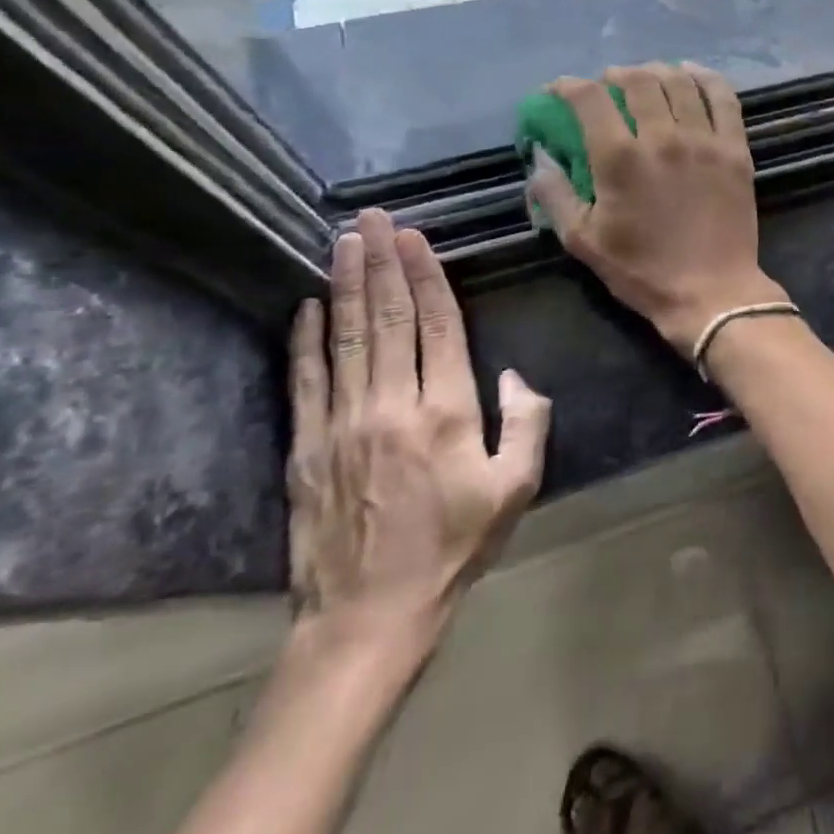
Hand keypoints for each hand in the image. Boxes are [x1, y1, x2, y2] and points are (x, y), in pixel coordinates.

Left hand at [287, 210, 551, 662]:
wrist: (369, 614)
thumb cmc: (456, 545)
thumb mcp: (518, 486)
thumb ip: (527, 421)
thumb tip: (514, 373)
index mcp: (447, 412)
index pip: (437, 326)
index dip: (428, 276)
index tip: (416, 237)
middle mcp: (392, 406)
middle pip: (387, 319)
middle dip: (382, 263)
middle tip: (373, 218)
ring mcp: (342, 425)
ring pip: (346, 339)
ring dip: (346, 285)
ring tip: (343, 242)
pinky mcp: (306, 448)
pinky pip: (305, 381)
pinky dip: (305, 340)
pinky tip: (307, 305)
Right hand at [526, 63, 787, 355]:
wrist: (711, 290)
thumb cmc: (642, 271)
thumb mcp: (582, 241)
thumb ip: (555, 195)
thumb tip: (540, 159)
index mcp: (620, 158)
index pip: (589, 98)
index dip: (567, 86)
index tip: (559, 91)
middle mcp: (663, 138)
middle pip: (637, 81)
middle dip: (614, 75)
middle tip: (607, 85)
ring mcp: (705, 140)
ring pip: (680, 83)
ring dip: (656, 71)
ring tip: (646, 77)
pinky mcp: (735, 149)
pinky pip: (723, 99)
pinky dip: (705, 78)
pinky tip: (692, 73)